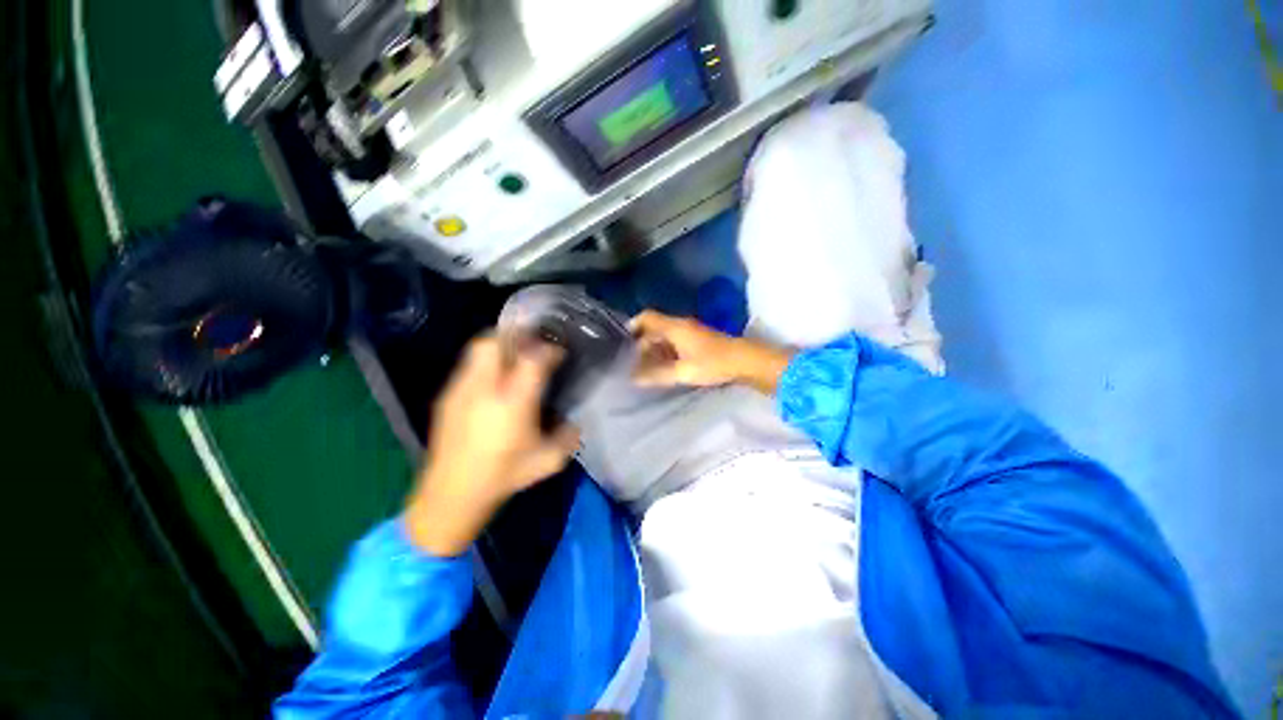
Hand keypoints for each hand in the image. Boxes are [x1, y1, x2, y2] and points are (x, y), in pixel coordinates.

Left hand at [405, 335, 579, 556]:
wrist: (451, 495)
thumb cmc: (503, 477)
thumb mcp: (548, 461)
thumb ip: (568, 437)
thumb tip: (574, 421)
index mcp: (513, 403)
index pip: (533, 359)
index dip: (549, 350)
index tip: (559, 353)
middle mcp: (485, 389)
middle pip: (496, 342)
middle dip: (517, 334)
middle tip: (534, 341)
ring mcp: (461, 390)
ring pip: (477, 349)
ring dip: (500, 345)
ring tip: (515, 355)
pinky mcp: (446, 397)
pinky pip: (468, 366)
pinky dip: (485, 362)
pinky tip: (494, 381)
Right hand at [630, 311, 793, 393]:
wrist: (744, 361)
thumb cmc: (712, 363)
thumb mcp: (683, 371)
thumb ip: (657, 375)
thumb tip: (634, 378)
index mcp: (675, 327)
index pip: (647, 317)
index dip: (633, 325)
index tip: (623, 340)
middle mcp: (681, 325)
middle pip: (655, 328)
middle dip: (642, 343)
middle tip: (634, 362)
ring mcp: (691, 331)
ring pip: (665, 335)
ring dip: (655, 349)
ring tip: (647, 367)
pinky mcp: (698, 340)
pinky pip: (675, 341)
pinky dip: (666, 351)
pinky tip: (665, 366)